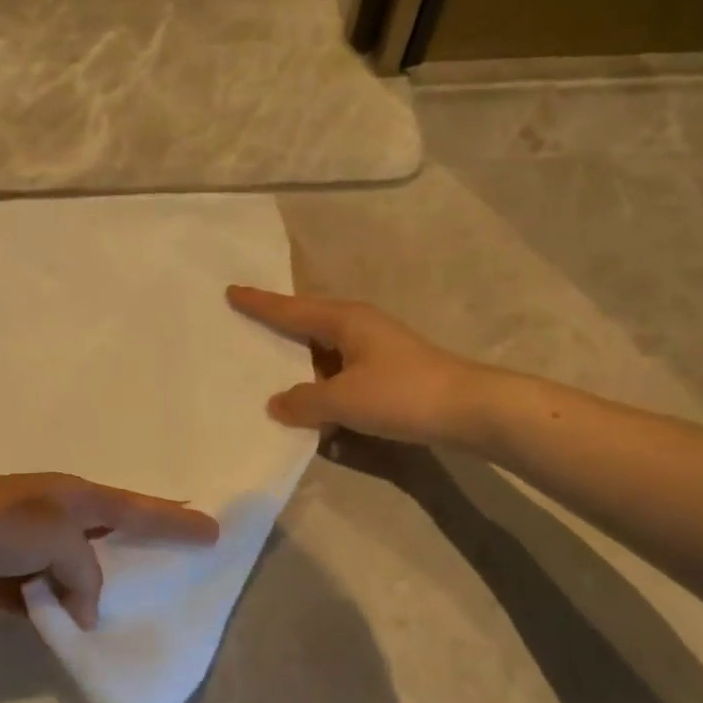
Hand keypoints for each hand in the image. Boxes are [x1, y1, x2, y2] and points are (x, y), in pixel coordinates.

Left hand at [0, 473, 219, 630]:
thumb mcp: (53, 535)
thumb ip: (84, 570)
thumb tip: (87, 607)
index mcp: (74, 496)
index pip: (138, 509)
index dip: (176, 521)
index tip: (213, 533)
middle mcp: (56, 518)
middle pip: (113, 537)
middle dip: (144, 551)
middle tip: (180, 570)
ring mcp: (28, 549)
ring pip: (79, 573)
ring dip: (99, 591)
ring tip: (134, 614)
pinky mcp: (3, 580)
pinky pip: (46, 599)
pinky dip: (61, 614)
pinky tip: (77, 634)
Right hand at [227, 286, 487, 444]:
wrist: (470, 409)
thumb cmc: (403, 394)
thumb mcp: (345, 400)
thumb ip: (305, 402)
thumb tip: (277, 404)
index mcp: (344, 320)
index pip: (290, 309)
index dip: (260, 303)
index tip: (232, 291)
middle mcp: (358, 326)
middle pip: (307, 325)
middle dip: (278, 329)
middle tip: (245, 329)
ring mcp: (375, 349)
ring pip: (325, 353)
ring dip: (302, 367)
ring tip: (270, 376)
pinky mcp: (388, 372)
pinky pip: (342, 374)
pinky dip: (325, 388)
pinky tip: (315, 412)